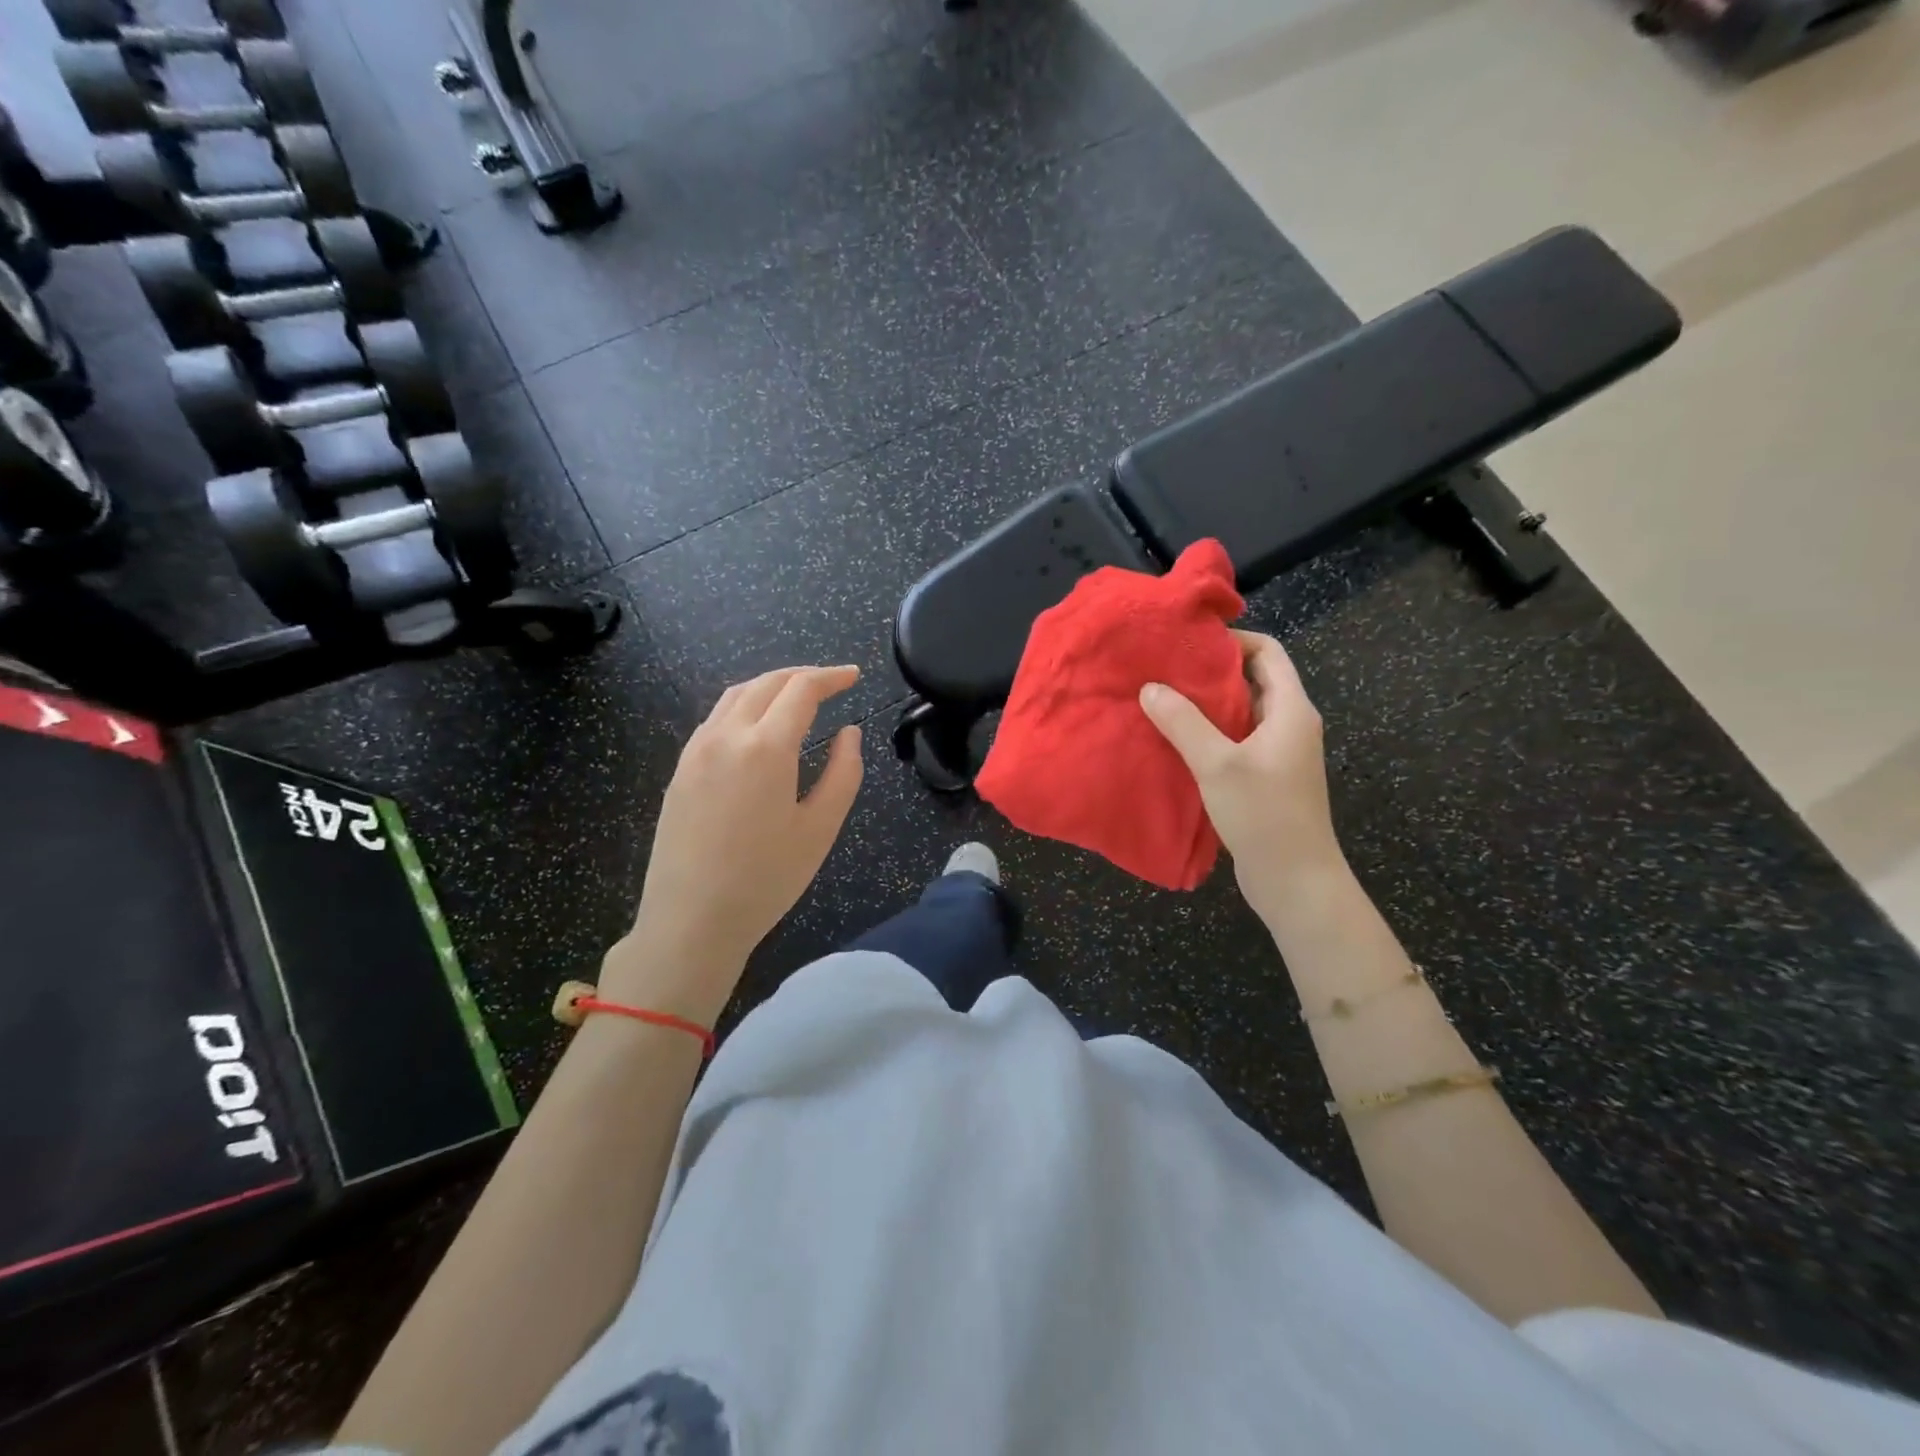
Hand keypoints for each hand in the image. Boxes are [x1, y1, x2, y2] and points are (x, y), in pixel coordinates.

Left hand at [606, 666, 864, 1026]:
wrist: (691, 920)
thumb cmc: (766, 879)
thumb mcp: (820, 829)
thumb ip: (843, 772)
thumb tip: (849, 733)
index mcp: (766, 747)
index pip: (802, 690)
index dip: (831, 677)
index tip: (854, 676)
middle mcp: (726, 735)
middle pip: (766, 683)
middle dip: (802, 675)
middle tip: (831, 683)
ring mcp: (696, 750)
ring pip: (735, 696)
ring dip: (770, 686)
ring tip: (797, 697)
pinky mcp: (680, 769)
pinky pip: (715, 719)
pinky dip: (744, 706)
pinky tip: (758, 727)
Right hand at [1139, 632, 1345, 922]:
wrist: (1296, 881)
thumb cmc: (1264, 815)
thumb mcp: (1218, 764)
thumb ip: (1183, 722)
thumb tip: (1150, 687)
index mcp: (1291, 709)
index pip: (1267, 652)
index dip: (1231, 641)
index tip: (1187, 644)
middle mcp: (1289, 723)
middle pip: (1252, 679)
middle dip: (1210, 672)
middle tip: (1164, 670)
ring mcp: (1279, 752)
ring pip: (1241, 712)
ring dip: (1206, 705)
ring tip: (1161, 701)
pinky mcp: (1265, 776)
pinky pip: (1236, 740)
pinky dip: (1209, 733)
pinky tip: (1175, 741)